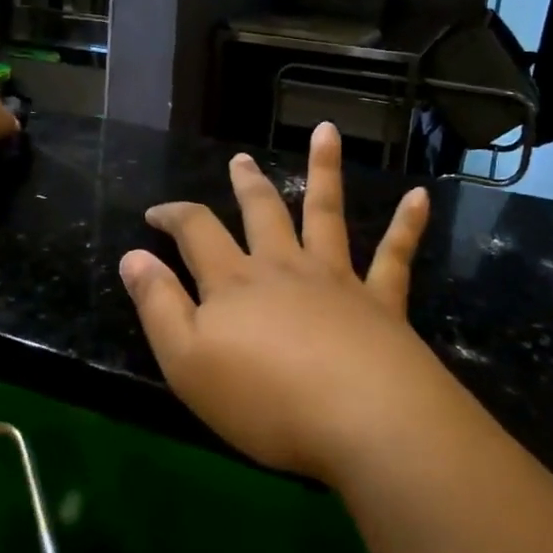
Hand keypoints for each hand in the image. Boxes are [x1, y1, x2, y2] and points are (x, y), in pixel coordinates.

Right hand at [119, 122, 454, 485]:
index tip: (156, 212)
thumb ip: (158, 305)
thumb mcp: (186, 361)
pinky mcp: (380, 301)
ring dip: (325, 171)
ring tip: (326, 132)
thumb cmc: (264, 399)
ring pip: (325, 214)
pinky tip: (420, 197)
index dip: (173, 215)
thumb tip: (132, 257)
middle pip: (262, 212)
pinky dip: (406, 225)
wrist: (363, 420)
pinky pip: (394, 256)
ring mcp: (336, 279)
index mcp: (234, 282)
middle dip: (247, 185)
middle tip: (240, 160)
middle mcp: (284, 267)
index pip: (196, 231)